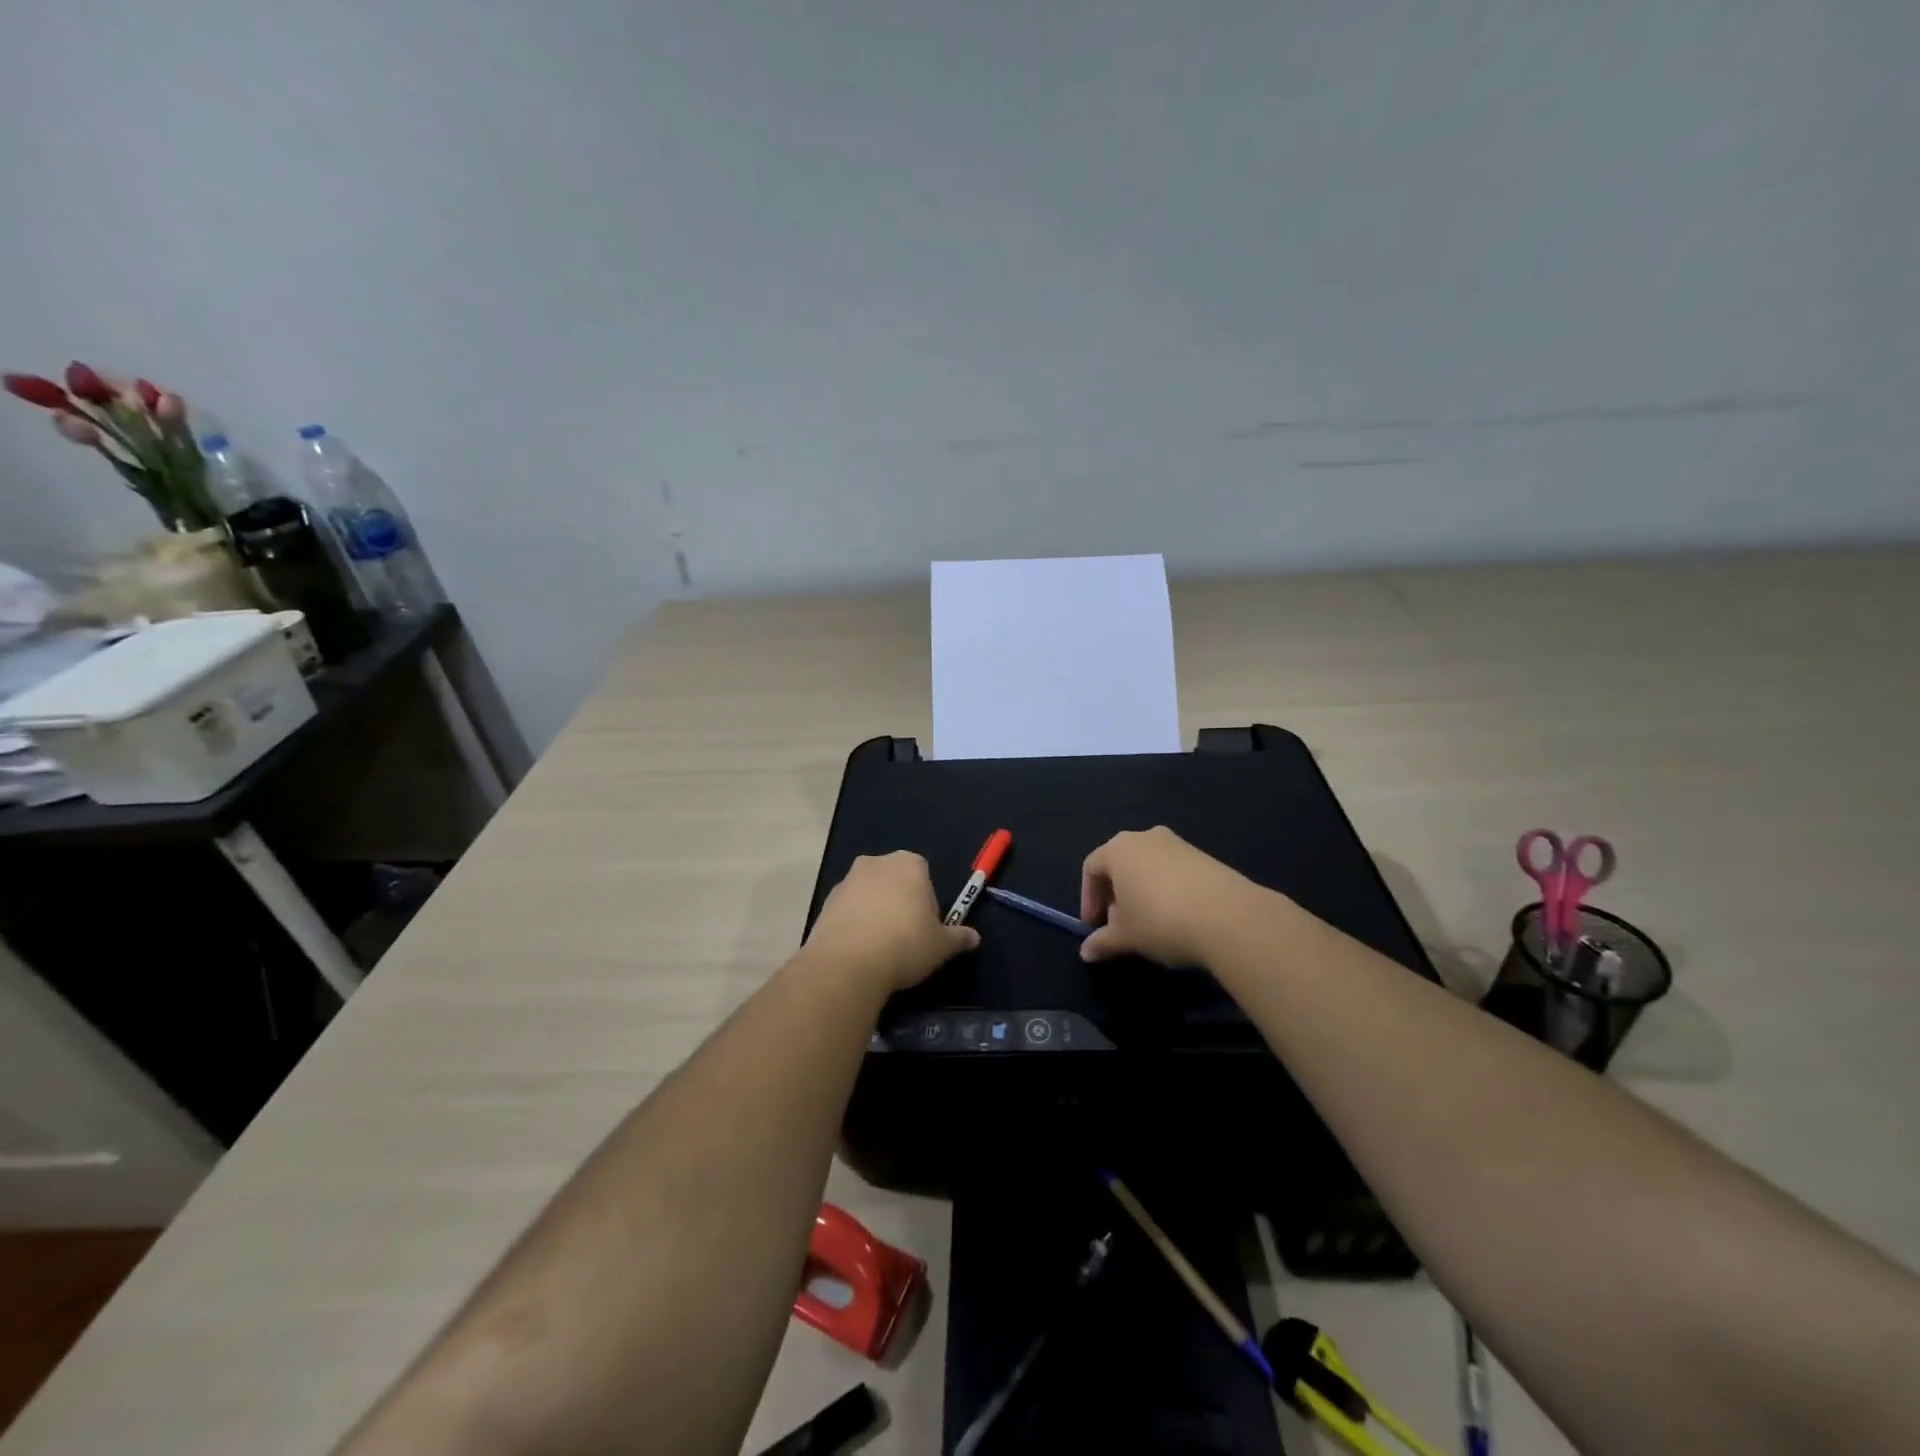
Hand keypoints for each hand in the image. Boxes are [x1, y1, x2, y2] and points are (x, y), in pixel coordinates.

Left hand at [805, 852, 979, 991]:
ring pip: (870, 895)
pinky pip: (848, 911)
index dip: (928, 904)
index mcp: (909, 863)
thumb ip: (958, 937)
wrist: (848, 964)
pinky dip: (855, 924)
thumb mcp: (941, 946)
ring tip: (881, 949)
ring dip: (876, 913)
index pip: (925, 877)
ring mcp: (847, 880)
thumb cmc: (905, 945)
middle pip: (896, 882)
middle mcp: (876, 862)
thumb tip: (974, 937)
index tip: (926, 930)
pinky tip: (860, 952)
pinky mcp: (826, 902)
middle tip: (906, 939)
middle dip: (901, 904)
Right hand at [1079, 826, 1261, 966]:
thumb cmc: (1161, 921)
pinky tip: (1176, 916)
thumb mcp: (1126, 937)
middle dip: (1115, 894)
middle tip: (1119, 924)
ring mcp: (1177, 844)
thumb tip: (1086, 952)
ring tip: (1148, 923)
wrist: (1229, 917)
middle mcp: (1145, 838)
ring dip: (1141, 891)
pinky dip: (1166, 889)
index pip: (1092, 868)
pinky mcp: (1204, 856)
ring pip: (1148, 865)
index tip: (1094, 926)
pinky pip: (1173, 870)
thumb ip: (1102, 941)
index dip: (1089, 898)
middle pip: (1120, 863)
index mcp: (1118, 849)